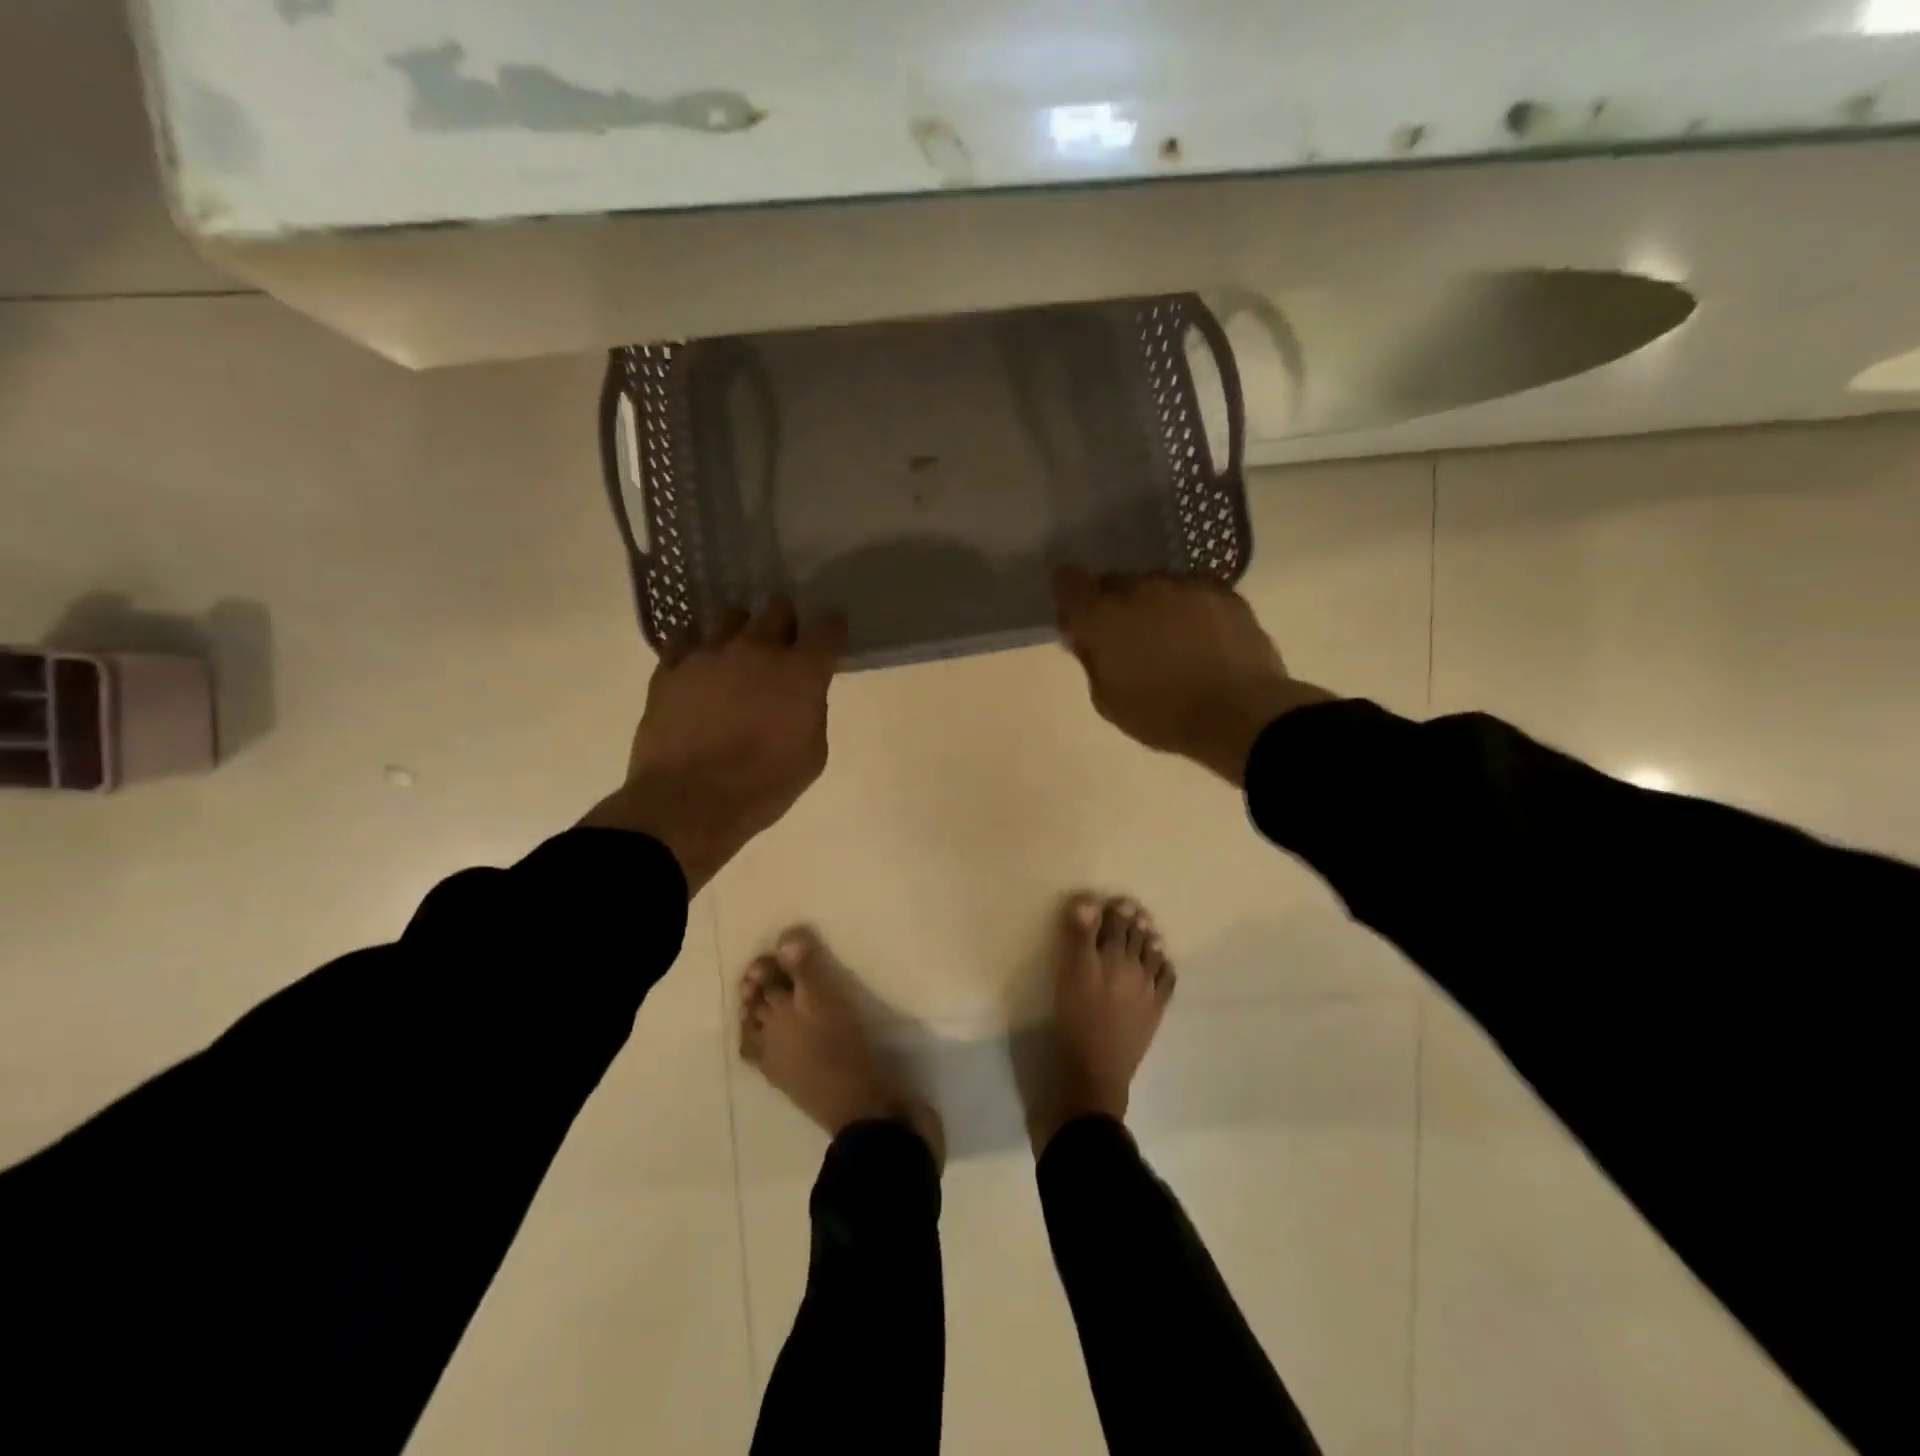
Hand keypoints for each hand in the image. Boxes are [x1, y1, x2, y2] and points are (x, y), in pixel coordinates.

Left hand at [583, 599, 845, 891]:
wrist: (689, 803)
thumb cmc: (763, 787)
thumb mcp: (811, 756)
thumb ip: (812, 713)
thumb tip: (803, 696)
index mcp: (800, 672)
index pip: (827, 627)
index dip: (832, 627)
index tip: (831, 634)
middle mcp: (756, 649)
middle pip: (777, 608)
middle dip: (785, 621)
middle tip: (783, 644)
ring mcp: (708, 654)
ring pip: (729, 615)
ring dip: (741, 629)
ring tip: (737, 653)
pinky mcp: (670, 667)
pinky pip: (685, 638)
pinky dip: (697, 646)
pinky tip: (699, 665)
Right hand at [1054, 568, 1333, 785]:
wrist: (1240, 713)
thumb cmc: (1163, 715)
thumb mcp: (1108, 700)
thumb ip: (1090, 660)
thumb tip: (1081, 636)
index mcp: (1104, 617)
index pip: (1069, 583)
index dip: (1069, 595)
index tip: (1077, 616)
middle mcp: (1140, 589)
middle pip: (1115, 583)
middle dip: (1113, 604)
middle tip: (1125, 637)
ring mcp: (1184, 585)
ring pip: (1155, 584)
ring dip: (1152, 603)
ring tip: (1168, 637)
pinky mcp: (1222, 590)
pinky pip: (1192, 589)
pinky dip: (1187, 605)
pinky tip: (1199, 634)